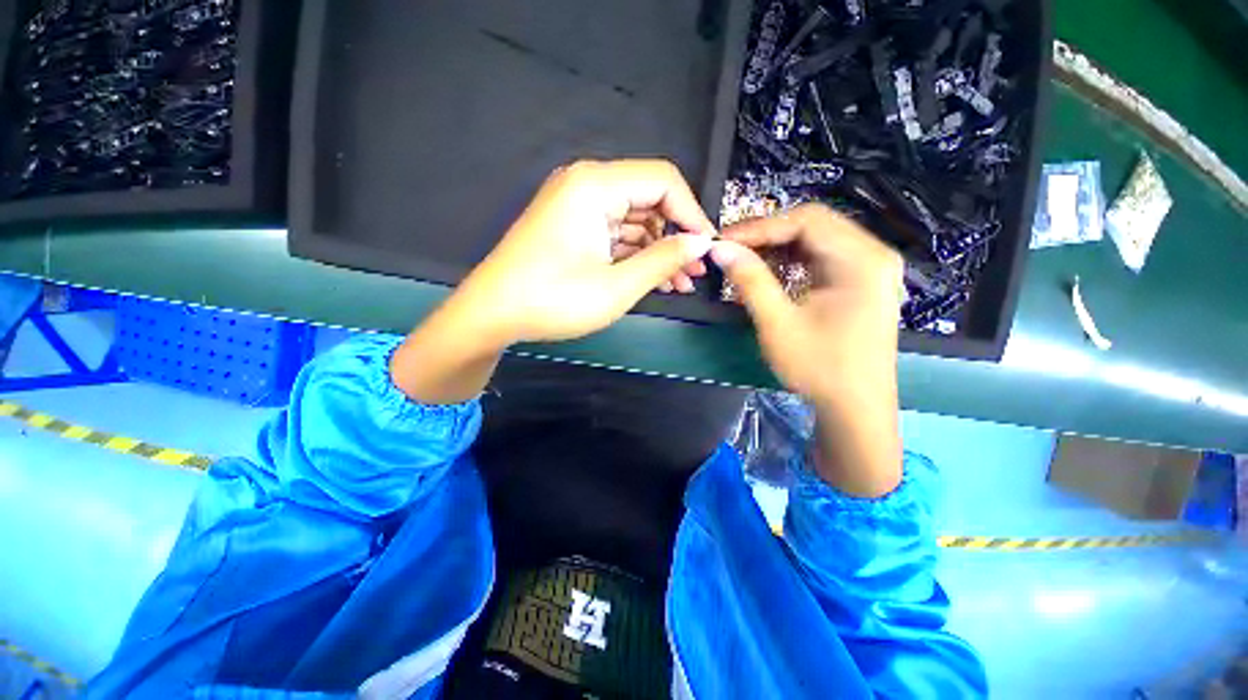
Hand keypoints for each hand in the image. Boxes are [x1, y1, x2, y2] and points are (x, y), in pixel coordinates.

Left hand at [391, 159, 714, 405]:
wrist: (492, 316)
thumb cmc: (553, 300)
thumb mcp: (617, 285)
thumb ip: (663, 260)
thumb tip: (700, 243)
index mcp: (595, 185)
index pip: (663, 181)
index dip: (692, 214)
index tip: (707, 249)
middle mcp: (587, 186)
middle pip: (649, 200)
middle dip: (676, 237)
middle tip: (695, 274)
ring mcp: (577, 207)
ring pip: (634, 222)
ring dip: (658, 251)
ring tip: (680, 285)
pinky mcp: (573, 229)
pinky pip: (615, 235)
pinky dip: (636, 256)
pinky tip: (655, 280)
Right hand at [711, 204, 904, 496]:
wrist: (856, 409)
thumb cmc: (819, 368)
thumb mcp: (778, 323)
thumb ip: (750, 280)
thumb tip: (720, 249)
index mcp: (862, 260)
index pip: (806, 221)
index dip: (760, 227)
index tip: (723, 241)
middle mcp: (873, 254)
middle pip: (814, 225)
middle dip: (767, 235)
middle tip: (730, 249)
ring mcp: (870, 268)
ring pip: (816, 240)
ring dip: (777, 248)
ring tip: (744, 261)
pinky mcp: (861, 282)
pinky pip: (821, 258)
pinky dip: (791, 262)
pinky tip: (769, 274)